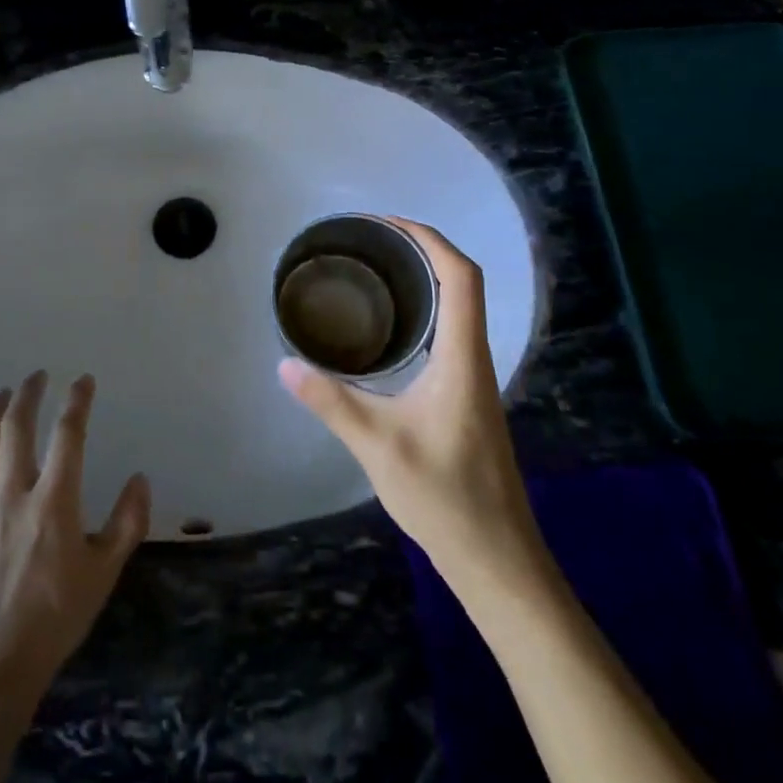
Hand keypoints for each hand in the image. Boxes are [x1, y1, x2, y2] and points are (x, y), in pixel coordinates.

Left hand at [0, 372, 150, 693]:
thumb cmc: (57, 616)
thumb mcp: (105, 572)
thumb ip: (128, 522)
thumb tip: (139, 478)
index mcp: (54, 502)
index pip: (68, 435)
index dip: (77, 402)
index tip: (83, 381)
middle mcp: (13, 493)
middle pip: (16, 427)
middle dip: (28, 394)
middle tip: (36, 377)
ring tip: (2, 394)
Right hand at [280, 220, 547, 593]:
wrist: (497, 558)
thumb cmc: (445, 498)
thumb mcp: (379, 446)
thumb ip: (331, 402)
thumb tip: (285, 365)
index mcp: (463, 358)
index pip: (460, 276)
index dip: (429, 239)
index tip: (387, 224)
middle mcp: (475, 358)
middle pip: (461, 283)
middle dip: (421, 250)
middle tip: (369, 242)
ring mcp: (474, 379)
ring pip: (458, 309)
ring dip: (424, 279)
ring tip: (373, 272)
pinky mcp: (466, 398)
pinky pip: (450, 333)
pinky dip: (423, 311)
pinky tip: (389, 329)